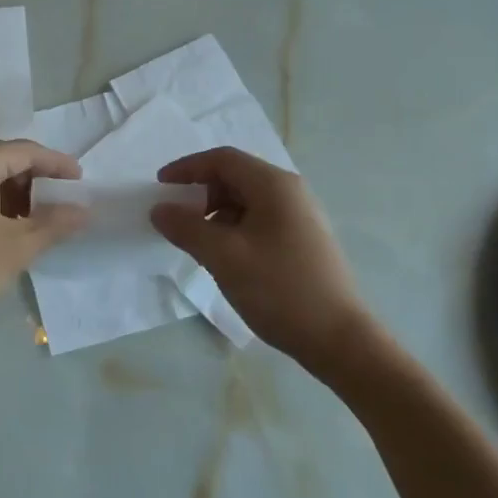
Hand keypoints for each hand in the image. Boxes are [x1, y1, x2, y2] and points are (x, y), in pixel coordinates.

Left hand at [0, 140, 86, 336]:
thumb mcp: (18, 247)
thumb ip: (55, 224)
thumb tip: (83, 210)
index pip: (25, 151)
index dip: (56, 164)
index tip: (81, 180)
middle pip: (3, 161)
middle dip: (35, 180)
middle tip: (63, 202)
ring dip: (15, 196)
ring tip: (41, 220)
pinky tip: (8, 231)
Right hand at [152, 147, 373, 376]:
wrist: (338, 338)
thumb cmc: (278, 289)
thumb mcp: (223, 257)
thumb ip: (186, 228)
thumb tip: (159, 209)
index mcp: (274, 185)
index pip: (222, 159)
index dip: (187, 168)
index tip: (160, 187)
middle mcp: (290, 192)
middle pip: (235, 177)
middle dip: (200, 193)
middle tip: (176, 219)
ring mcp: (300, 217)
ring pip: (247, 201)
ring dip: (215, 214)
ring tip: (197, 243)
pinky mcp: (303, 241)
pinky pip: (259, 221)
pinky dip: (234, 229)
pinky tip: (224, 257)